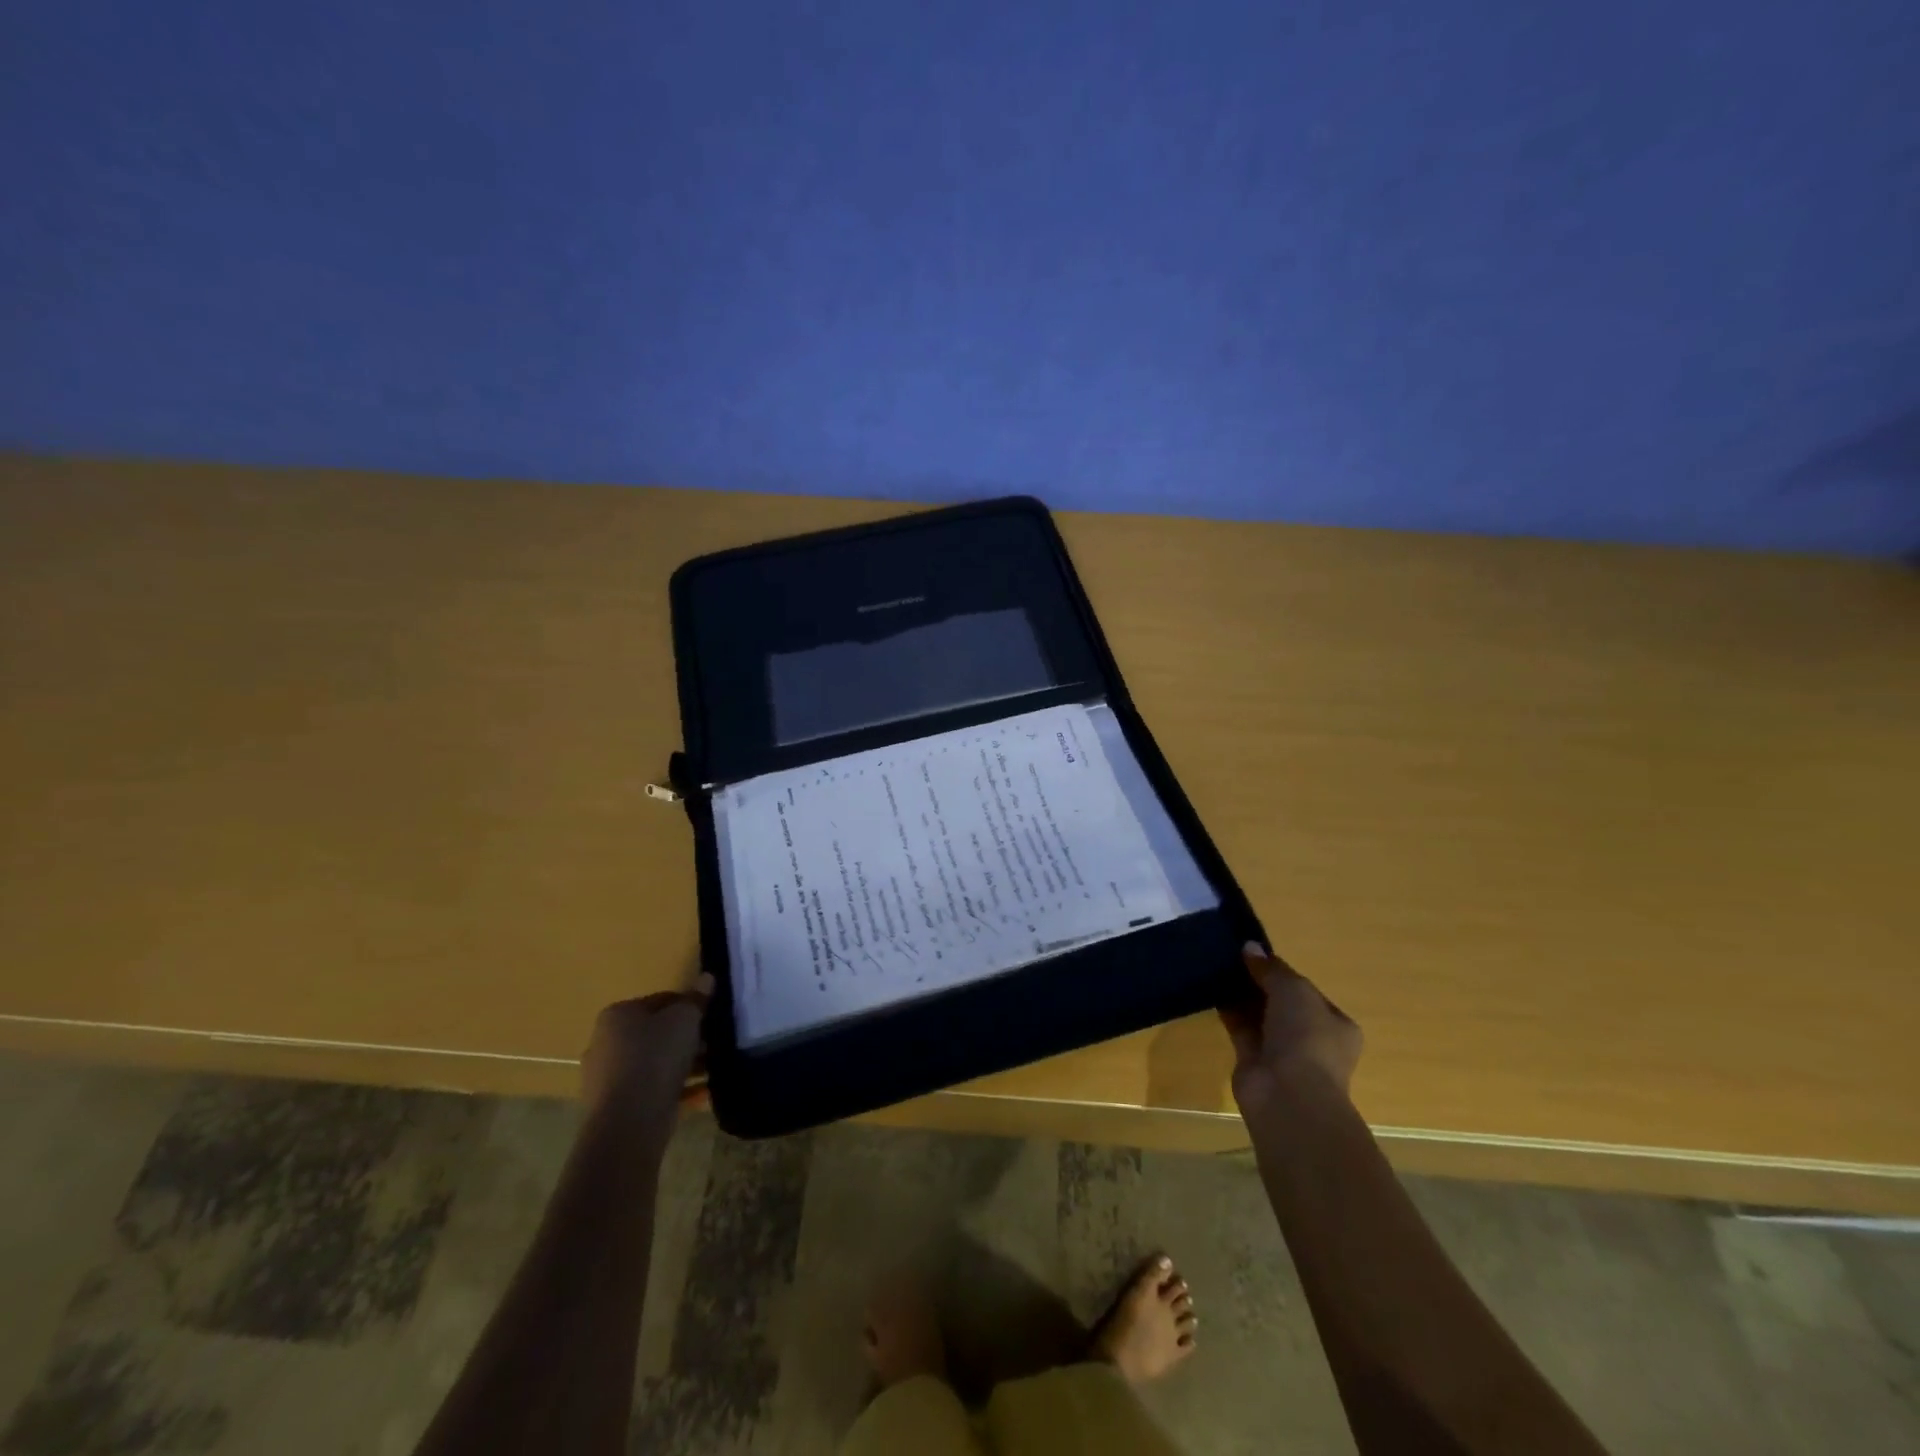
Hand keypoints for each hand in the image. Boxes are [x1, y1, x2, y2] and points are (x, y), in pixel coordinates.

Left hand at [580, 973, 711, 1130]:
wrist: (628, 1123)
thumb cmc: (656, 1057)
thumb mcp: (685, 1019)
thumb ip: (696, 999)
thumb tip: (706, 978)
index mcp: (617, 1015)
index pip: (660, 1001)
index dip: (689, 1006)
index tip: (710, 1018)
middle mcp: (604, 1042)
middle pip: (654, 1033)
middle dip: (684, 1038)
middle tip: (711, 1044)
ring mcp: (605, 1077)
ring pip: (653, 1062)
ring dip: (681, 1064)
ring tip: (710, 1069)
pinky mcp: (613, 1106)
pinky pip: (649, 1089)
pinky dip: (672, 1087)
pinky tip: (698, 1092)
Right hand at [1219, 943, 1362, 1110]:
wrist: (1288, 1095)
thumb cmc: (1305, 1037)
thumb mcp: (1294, 990)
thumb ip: (1271, 969)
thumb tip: (1250, 947)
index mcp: (1335, 1024)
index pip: (1306, 991)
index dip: (1282, 971)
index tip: (1255, 954)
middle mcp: (1311, 1039)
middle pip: (1281, 1003)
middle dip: (1259, 982)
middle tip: (1233, 957)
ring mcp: (1283, 1053)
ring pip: (1259, 1015)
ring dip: (1242, 995)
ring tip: (1218, 966)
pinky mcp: (1254, 1061)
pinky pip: (1240, 1028)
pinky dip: (1228, 1010)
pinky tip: (1211, 989)